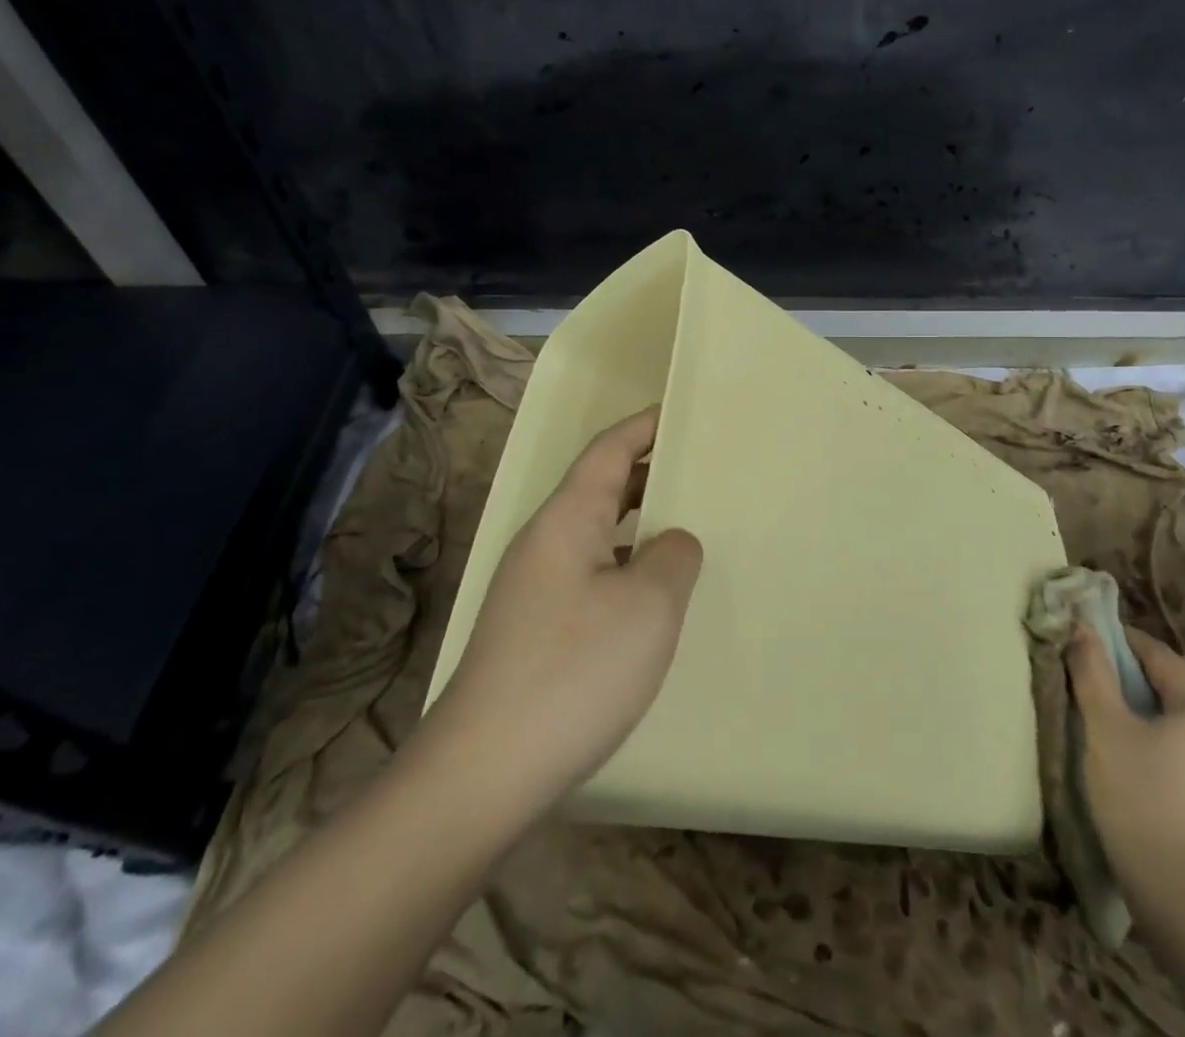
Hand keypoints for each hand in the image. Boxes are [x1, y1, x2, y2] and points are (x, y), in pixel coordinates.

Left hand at [423, 407, 702, 813]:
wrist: (484, 772)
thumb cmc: (574, 670)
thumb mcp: (648, 605)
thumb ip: (673, 556)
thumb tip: (672, 543)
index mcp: (567, 518)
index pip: (609, 450)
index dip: (645, 426)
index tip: (681, 411)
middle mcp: (545, 543)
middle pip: (601, 488)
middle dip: (649, 473)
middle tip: (701, 471)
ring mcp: (534, 589)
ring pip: (597, 535)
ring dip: (639, 526)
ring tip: (689, 531)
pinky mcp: (534, 631)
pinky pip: (591, 576)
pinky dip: (626, 569)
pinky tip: (653, 601)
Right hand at [1066, 625, 1184, 904]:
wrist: (1173, 886)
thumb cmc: (1137, 792)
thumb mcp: (1104, 724)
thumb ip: (1092, 669)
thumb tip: (1080, 625)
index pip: (1159, 653)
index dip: (1119, 640)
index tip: (1085, 638)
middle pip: (1177, 678)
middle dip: (1137, 666)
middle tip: (1095, 667)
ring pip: (1183, 709)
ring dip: (1149, 697)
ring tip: (1109, 702)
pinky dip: (1162, 726)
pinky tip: (1133, 740)